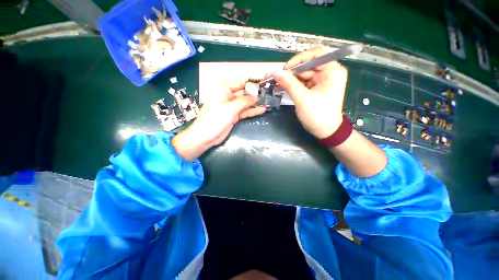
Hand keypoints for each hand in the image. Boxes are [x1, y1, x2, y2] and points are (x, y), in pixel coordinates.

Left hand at [172, 79, 266, 160]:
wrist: (206, 136)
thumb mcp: (230, 108)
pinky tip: (262, 109)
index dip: (251, 84)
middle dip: (255, 94)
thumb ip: (244, 101)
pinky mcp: (234, 115)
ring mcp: (231, 106)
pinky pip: (244, 111)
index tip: (263, 85)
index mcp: (223, 88)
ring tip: (268, 101)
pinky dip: (252, 111)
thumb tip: (256, 97)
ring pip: (245, 103)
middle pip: (244, 92)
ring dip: (255, 103)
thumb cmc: (215, 119)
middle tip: (268, 94)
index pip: (240, 82)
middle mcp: (227, 95)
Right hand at [271, 46, 347, 138]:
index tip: (285, 69)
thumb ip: (289, 84)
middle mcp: (328, 72)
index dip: (299, 59)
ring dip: (289, 79)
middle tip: (275, 78)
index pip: (316, 54)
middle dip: (291, 72)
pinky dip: (292, 85)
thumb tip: (275, 72)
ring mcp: (321, 80)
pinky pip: (302, 82)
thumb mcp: (302, 99)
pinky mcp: (315, 88)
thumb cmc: (318, 115)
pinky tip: (281, 87)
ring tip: (275, 84)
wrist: (325, 131)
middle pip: (307, 65)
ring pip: (303, 74)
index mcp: (332, 71)